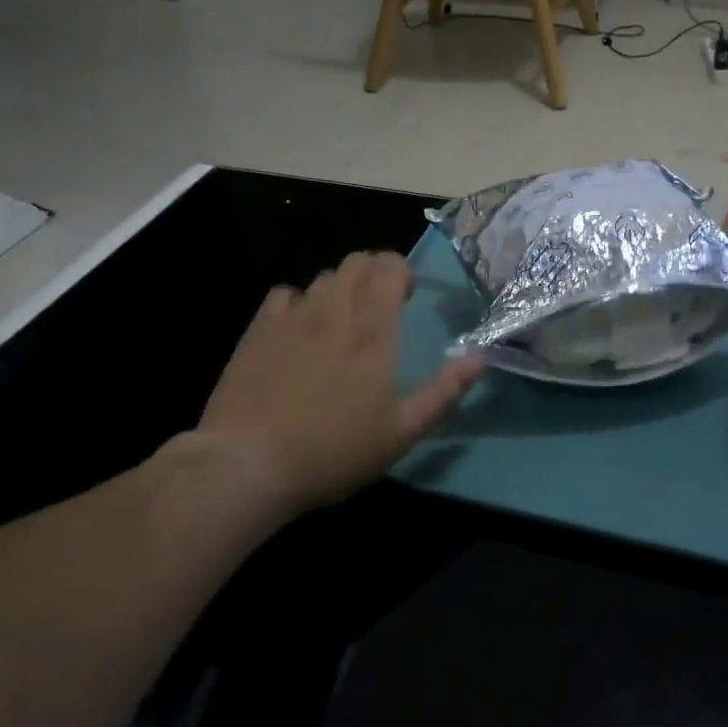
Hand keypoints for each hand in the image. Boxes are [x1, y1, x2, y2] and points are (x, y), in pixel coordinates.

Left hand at [198, 252, 483, 513]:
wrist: (247, 464)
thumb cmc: (333, 450)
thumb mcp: (401, 432)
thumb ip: (443, 392)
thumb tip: (480, 358)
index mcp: (372, 330)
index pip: (388, 266)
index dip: (401, 270)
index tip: (407, 297)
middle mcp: (333, 310)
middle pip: (356, 262)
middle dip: (375, 272)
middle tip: (381, 305)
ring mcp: (291, 317)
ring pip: (323, 277)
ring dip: (342, 287)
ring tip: (343, 320)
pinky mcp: (257, 330)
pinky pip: (285, 295)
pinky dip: (300, 302)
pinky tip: (299, 330)